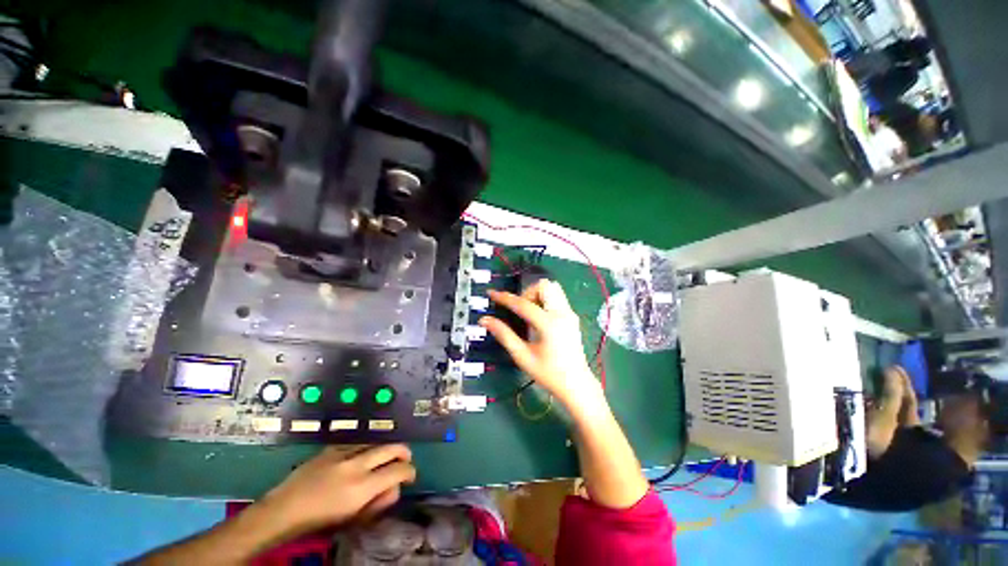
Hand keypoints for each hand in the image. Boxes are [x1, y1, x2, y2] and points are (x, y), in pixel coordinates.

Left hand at [257, 444, 415, 537]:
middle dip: (404, 453)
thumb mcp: (353, 519)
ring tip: (383, 461)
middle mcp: (357, 465)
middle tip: (405, 460)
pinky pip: (358, 443)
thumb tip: (395, 487)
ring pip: (377, 443)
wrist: (283, 510)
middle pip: (392, 448)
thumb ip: (378, 502)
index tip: (410, 476)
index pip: (398, 470)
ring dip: (385, 451)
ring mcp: (344, 452)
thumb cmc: (319, 522)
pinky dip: (366, 449)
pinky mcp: (332, 447)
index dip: (410, 471)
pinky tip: (361, 459)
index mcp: (362, 487)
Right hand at [479, 280, 601, 408]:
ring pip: (553, 288)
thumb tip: (485, 320)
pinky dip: (545, 300)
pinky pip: (557, 298)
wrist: (576, 384)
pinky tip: (539, 319)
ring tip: (529, 313)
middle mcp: (562, 314)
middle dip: (527, 292)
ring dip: (537, 294)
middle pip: (544, 285)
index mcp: (548, 324)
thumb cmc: (549, 374)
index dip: (504, 297)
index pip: (523, 303)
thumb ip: (504, 335)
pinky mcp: (572, 317)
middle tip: (519, 309)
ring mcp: (570, 313)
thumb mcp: (522, 356)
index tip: (491, 294)